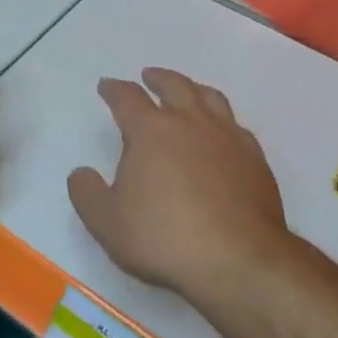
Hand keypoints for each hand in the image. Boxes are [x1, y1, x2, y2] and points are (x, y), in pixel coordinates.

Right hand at [69, 67, 289, 300]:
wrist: (238, 262)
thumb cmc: (164, 238)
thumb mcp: (106, 222)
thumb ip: (86, 193)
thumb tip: (81, 172)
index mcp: (150, 130)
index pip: (127, 97)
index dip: (114, 89)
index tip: (106, 86)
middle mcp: (190, 123)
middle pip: (174, 85)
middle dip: (157, 78)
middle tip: (149, 76)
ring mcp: (227, 138)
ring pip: (210, 98)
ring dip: (193, 89)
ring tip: (187, 91)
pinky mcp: (255, 160)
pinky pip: (236, 126)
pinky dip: (222, 120)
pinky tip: (221, 133)